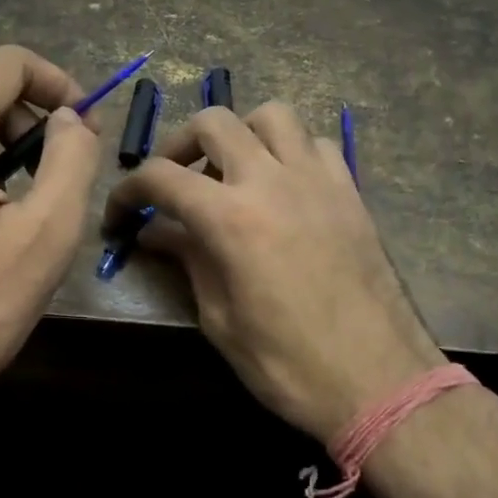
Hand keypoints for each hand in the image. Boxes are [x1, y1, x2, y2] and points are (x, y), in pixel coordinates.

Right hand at [105, 102, 439, 444]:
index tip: (119, 214)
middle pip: (214, 122)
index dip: (128, 190)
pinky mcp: (350, 192)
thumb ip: (187, 260)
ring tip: (229, 171)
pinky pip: (315, 144)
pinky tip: (281, 186)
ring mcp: (318, 180)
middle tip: (171, 180)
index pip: (160, 177)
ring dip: (240, 133)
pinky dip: (289, 151)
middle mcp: (271, 181)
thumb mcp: (219, 319)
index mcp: (230, 218)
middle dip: (178, 144)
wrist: (378, 381)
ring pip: (272, 115)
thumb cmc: (287, 363)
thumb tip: (155, 230)